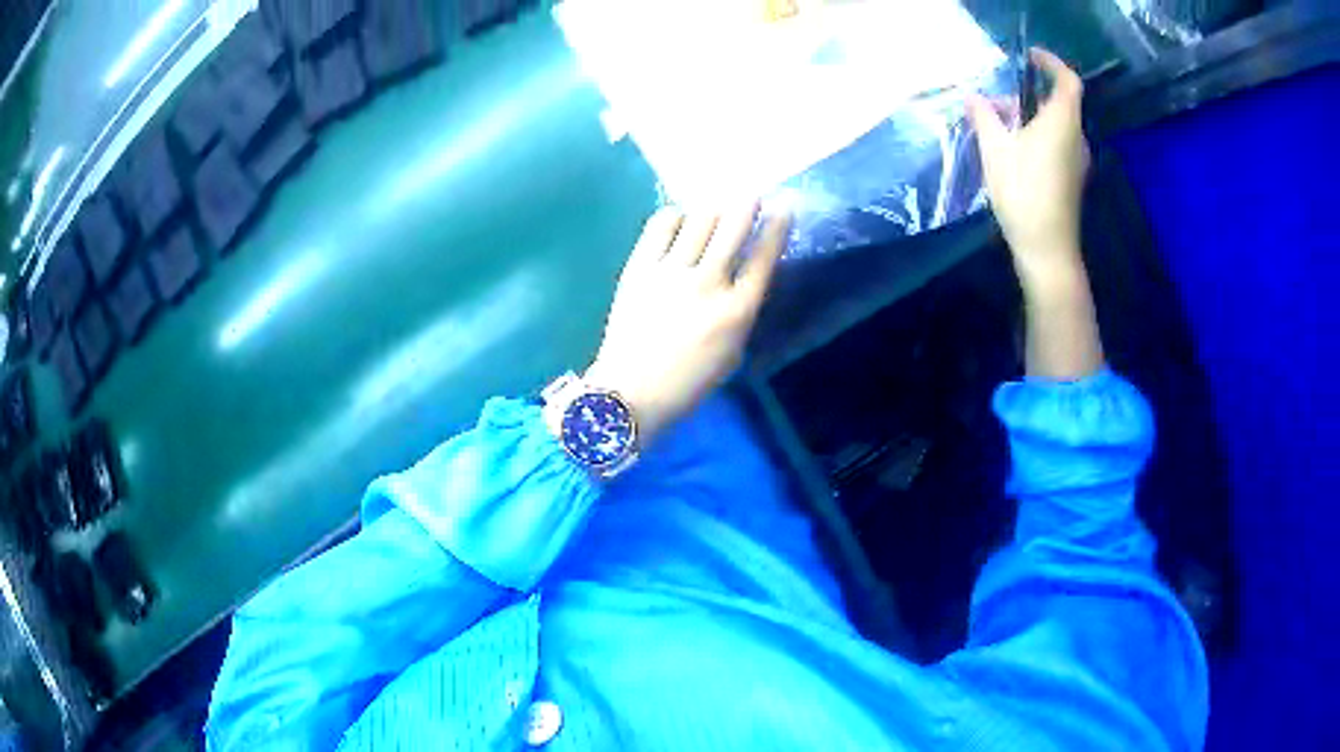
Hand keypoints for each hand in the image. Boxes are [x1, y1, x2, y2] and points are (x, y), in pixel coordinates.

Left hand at [584, 204, 791, 444]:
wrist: (632, 392)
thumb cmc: (688, 382)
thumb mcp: (732, 352)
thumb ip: (740, 309)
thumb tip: (741, 272)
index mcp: (737, 311)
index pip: (764, 257)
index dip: (777, 227)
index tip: (783, 207)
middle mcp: (708, 284)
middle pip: (733, 228)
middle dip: (747, 204)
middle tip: (750, 193)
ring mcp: (671, 272)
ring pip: (700, 220)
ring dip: (714, 208)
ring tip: (716, 206)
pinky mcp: (639, 267)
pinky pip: (661, 226)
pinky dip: (675, 217)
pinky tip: (679, 221)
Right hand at [967, 48, 1090, 288]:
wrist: (1047, 250)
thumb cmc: (1024, 192)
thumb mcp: (995, 149)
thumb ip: (984, 117)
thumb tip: (973, 98)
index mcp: (1063, 122)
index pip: (1068, 80)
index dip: (1051, 63)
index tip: (1030, 56)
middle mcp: (1075, 137)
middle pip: (1057, 103)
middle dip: (1027, 94)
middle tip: (996, 101)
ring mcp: (1076, 161)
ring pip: (1055, 125)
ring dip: (1029, 117)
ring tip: (998, 126)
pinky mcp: (1071, 179)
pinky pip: (1056, 144)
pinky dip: (1036, 136)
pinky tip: (1012, 150)